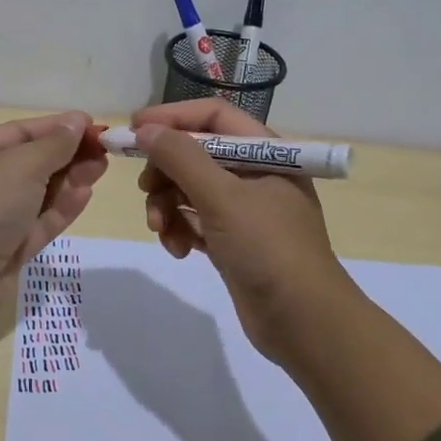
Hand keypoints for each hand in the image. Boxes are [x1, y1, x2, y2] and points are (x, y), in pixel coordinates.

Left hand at [0, 110, 108, 306]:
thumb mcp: (21, 164)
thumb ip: (54, 144)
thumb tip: (76, 122)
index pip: (19, 133)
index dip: (55, 127)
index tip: (91, 125)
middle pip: (31, 163)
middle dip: (67, 155)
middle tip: (104, 151)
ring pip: (39, 194)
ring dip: (70, 180)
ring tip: (101, 168)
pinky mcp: (8, 250)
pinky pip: (39, 222)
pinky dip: (62, 208)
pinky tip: (85, 194)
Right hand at [133, 100, 348, 359]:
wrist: (306, 324)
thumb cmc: (268, 249)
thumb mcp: (222, 198)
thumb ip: (181, 158)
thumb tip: (145, 129)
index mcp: (265, 152)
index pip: (213, 116)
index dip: (172, 117)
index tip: (134, 128)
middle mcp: (255, 174)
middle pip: (196, 153)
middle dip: (166, 171)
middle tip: (145, 188)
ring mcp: (245, 210)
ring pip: (190, 189)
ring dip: (167, 205)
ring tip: (161, 230)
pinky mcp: (233, 241)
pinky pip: (195, 220)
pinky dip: (180, 229)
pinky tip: (177, 250)